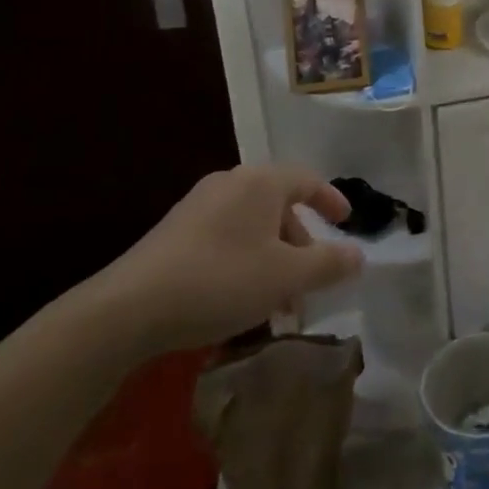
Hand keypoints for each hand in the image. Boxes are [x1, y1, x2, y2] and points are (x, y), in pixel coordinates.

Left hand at [80, 165, 364, 357]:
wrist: (128, 308)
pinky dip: (245, 262)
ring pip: (252, 227)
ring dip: (273, 260)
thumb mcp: (286, 276)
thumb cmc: (221, 280)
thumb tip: (359, 254)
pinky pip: (226, 238)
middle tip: (309, 282)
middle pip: (279, 206)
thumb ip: (328, 263)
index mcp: (261, 182)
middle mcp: (231, 183)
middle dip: (300, 245)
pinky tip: (241, 301)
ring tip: (277, 303)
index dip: (331, 201)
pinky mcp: (174, 232)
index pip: (308, 180)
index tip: (346, 222)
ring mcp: (198, 206)